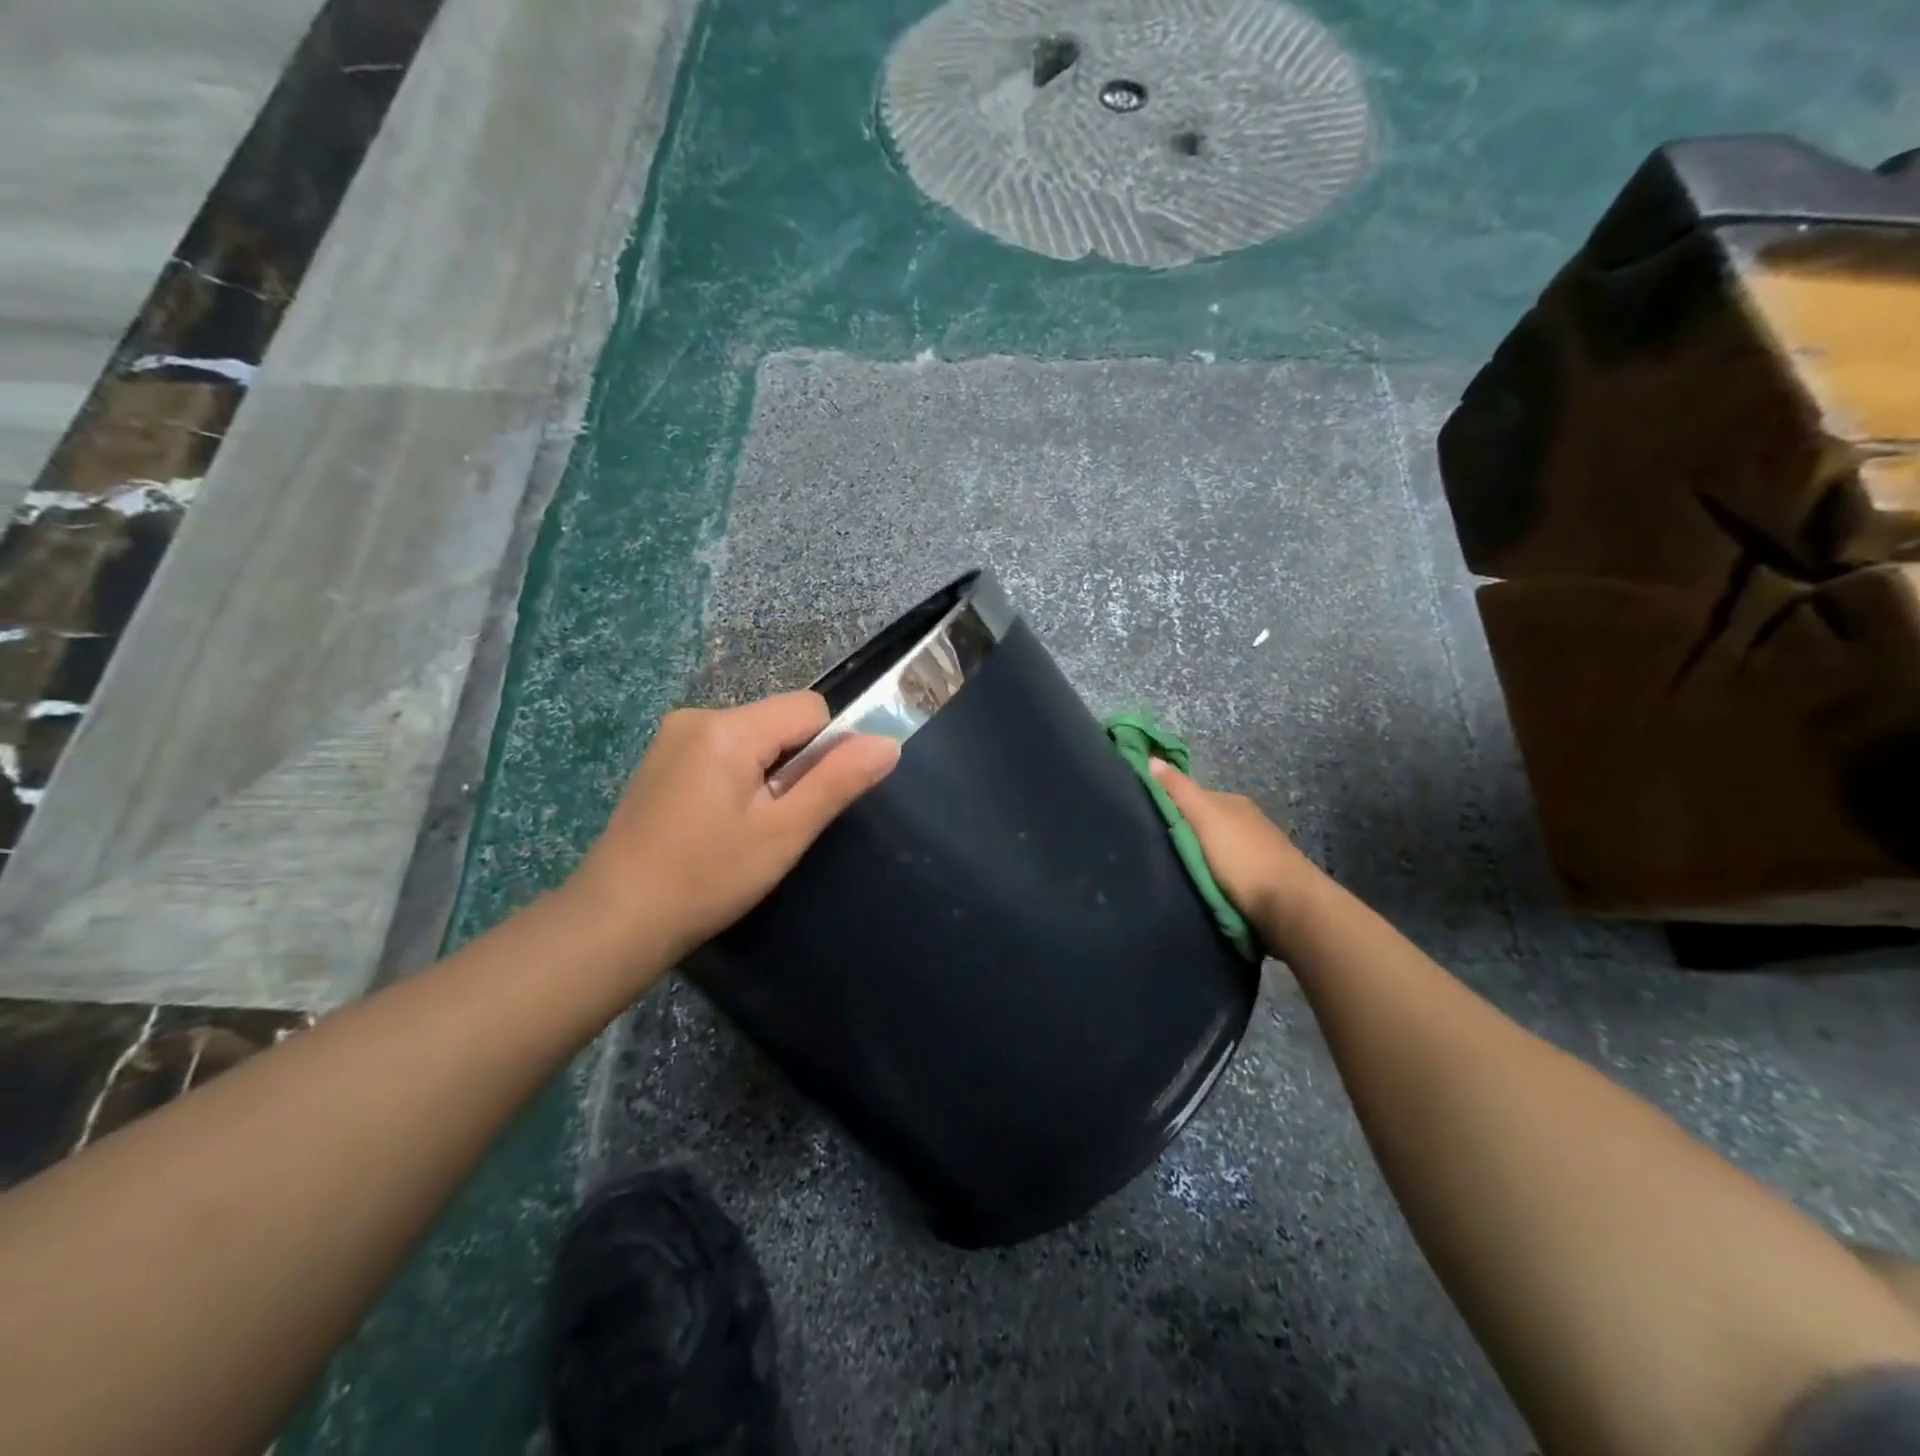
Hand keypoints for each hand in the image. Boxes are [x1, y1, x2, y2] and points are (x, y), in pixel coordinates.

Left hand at [571, 692, 899, 970]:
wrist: (614, 921)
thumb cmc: (707, 878)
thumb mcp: (784, 833)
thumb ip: (838, 781)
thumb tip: (888, 743)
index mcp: (727, 727)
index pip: (810, 709)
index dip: (826, 751)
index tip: (808, 801)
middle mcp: (697, 716)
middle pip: (780, 721)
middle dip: (793, 765)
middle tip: (774, 824)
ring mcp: (672, 737)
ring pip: (753, 739)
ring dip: (766, 774)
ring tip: (743, 830)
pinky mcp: (660, 761)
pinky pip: (722, 752)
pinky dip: (737, 779)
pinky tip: (716, 825)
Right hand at [1148, 758, 1323, 942]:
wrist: (1289, 906)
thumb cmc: (1242, 858)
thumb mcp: (1204, 817)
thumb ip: (1178, 790)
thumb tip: (1151, 758)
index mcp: (1233, 803)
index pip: (1191, 796)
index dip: (1168, 805)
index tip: (1144, 823)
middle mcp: (1246, 822)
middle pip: (1203, 823)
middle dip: (1182, 833)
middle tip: (1155, 850)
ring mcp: (1255, 851)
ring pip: (1213, 848)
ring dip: (1196, 857)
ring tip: (1173, 871)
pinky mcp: (1260, 880)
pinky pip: (1224, 871)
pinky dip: (1211, 875)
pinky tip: (1199, 886)